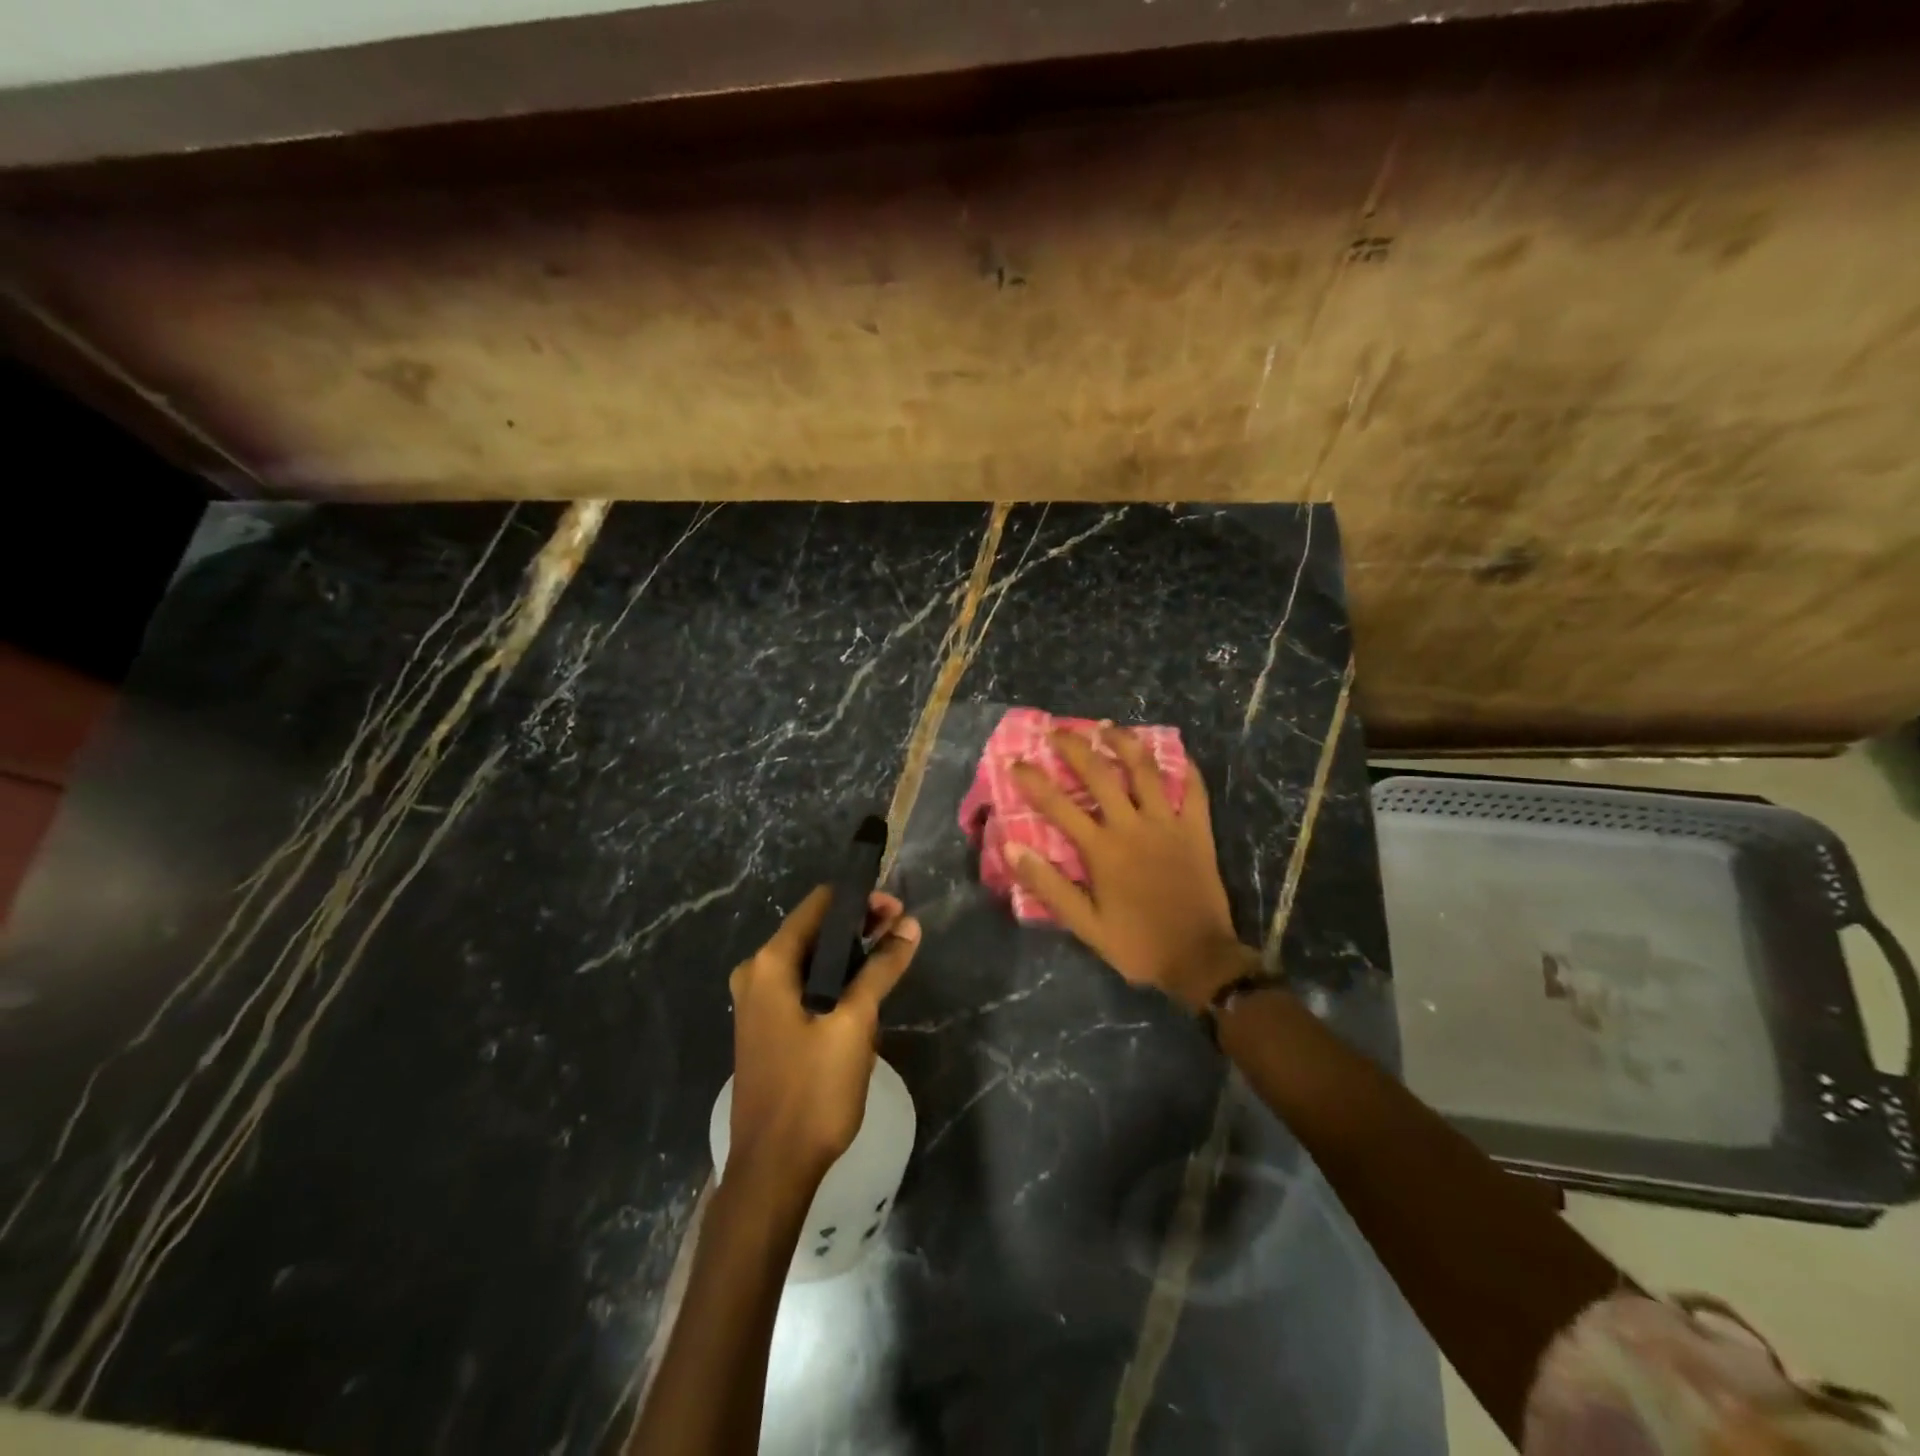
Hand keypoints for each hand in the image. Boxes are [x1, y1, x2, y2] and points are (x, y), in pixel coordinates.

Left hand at [727, 887, 920, 1188]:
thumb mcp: (854, 1024)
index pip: (819, 905)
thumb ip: (881, 969)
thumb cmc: (812, 1091)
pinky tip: (865, 997)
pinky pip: (805, 987)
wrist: (773, 1170)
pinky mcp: (767, 1027)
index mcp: (769, 964)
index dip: (860, 900)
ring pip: (812, 961)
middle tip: (903, 935)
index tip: (898, 909)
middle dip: (860, 928)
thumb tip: (909, 926)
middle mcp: (757, 974)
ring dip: (851, 958)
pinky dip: (835, 982)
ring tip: (891, 963)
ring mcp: (758, 1002)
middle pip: (815, 931)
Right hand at [1010, 726, 1253, 1011]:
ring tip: (1108, 727)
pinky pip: (1194, 790)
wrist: (1198, 959)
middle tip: (1056, 731)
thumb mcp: (1084, 924)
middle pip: (1099, 774)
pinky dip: (1184, 769)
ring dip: (1124, 743)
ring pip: (1145, 770)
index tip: (1014, 761)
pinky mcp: (1197, 830)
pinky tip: (1175, 754)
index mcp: (1102, 849)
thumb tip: (1012, 847)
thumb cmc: (1136, 943)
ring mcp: (1168, 824)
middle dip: (1074, 747)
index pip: (1058, 805)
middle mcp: (1132, 826)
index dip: (1033, 780)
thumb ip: (1048, 884)